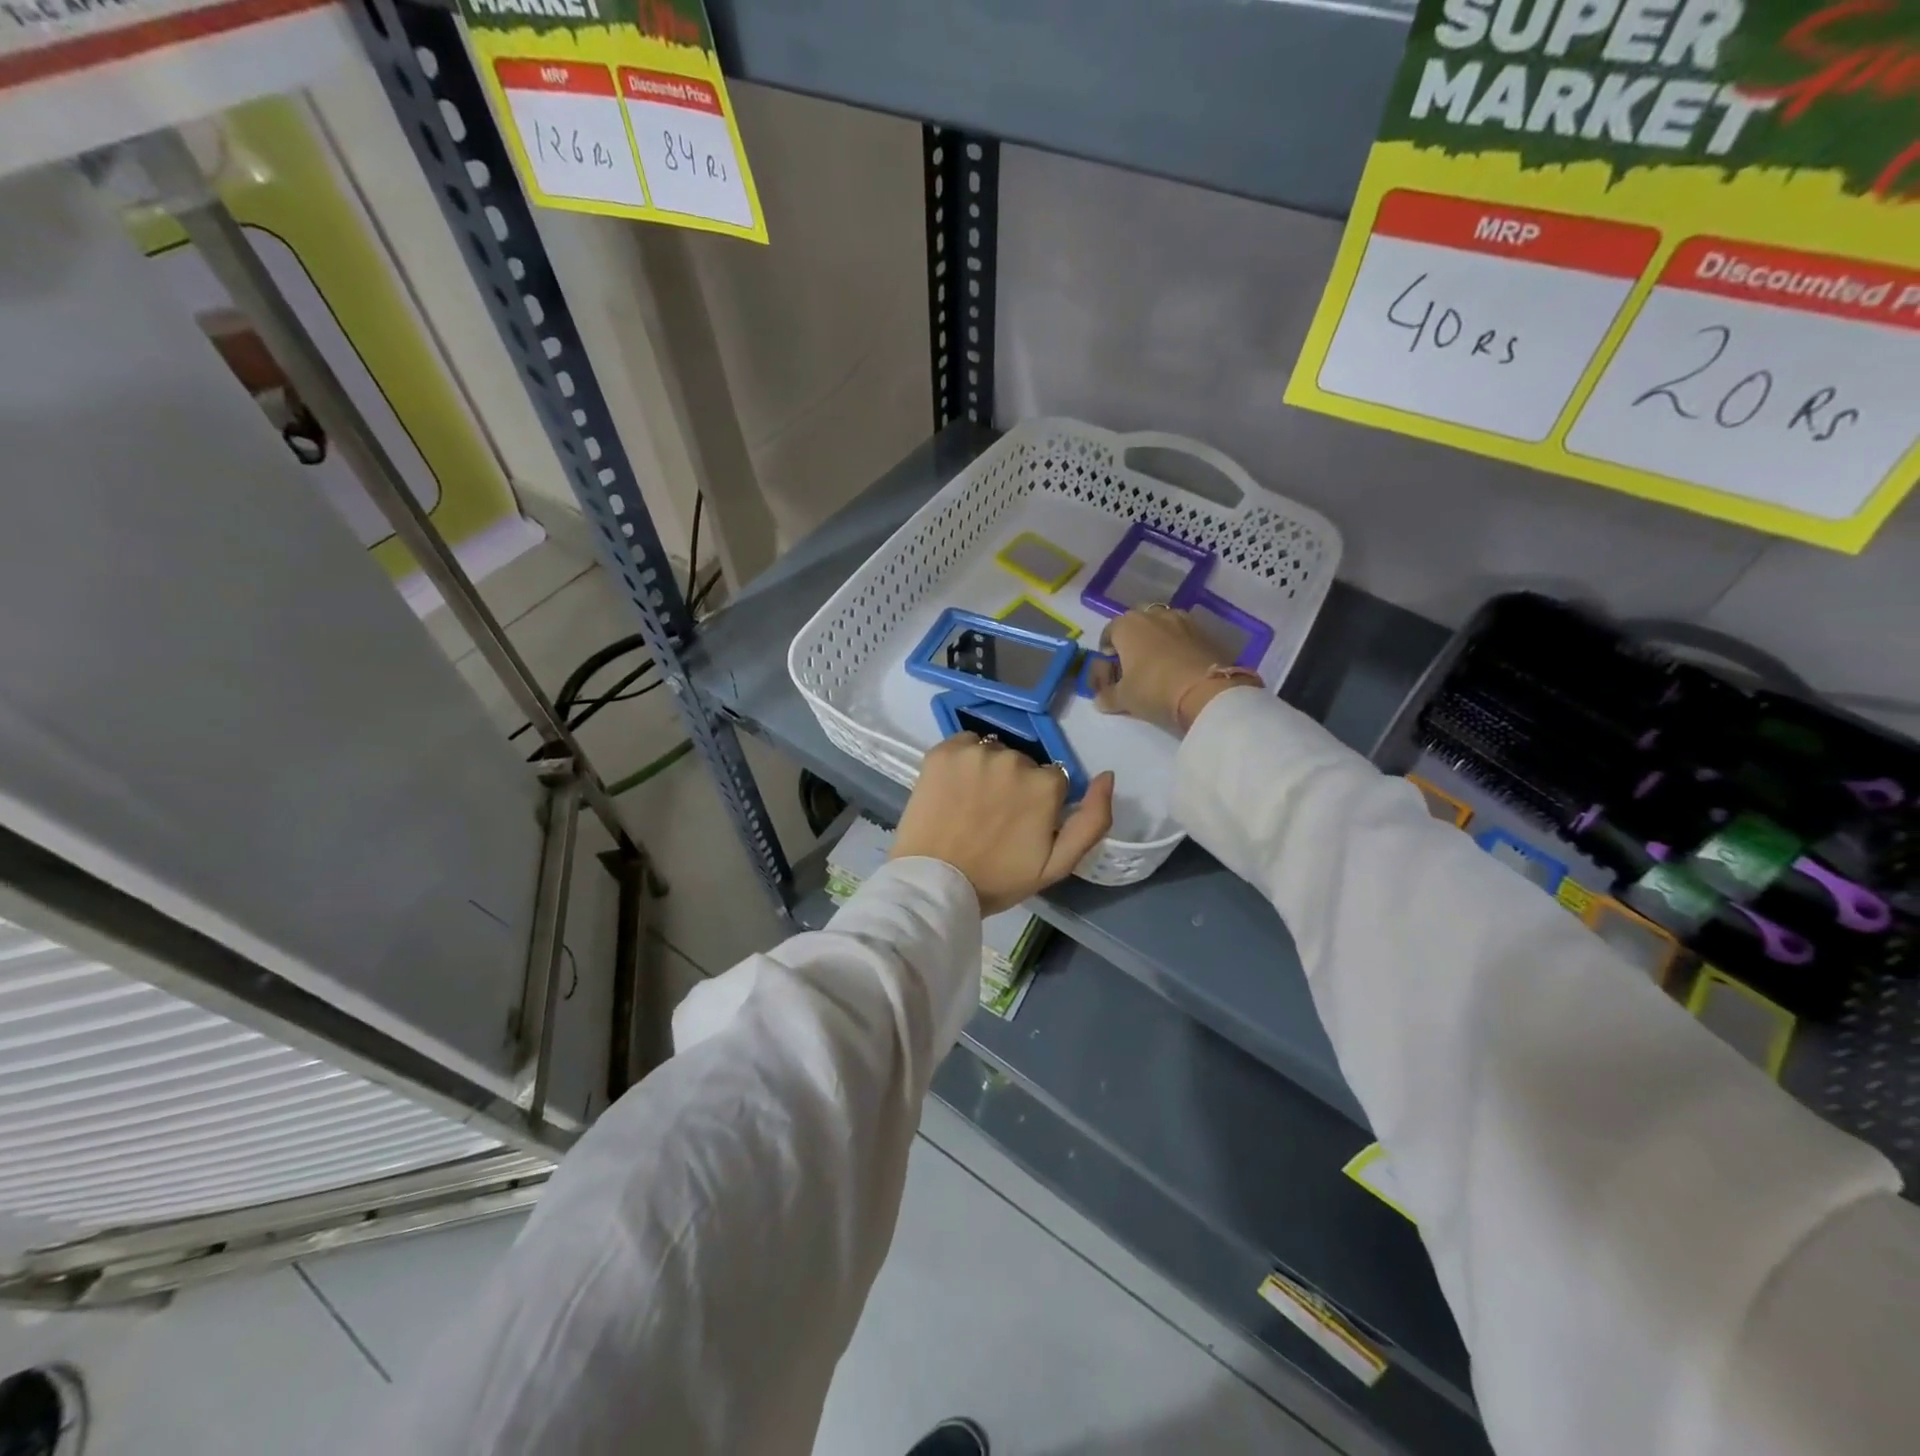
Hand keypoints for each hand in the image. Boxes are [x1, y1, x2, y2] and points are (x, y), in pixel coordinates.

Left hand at [892, 735, 1114, 913]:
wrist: (934, 883)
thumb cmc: (998, 879)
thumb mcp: (1058, 864)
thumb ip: (1093, 820)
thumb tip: (1107, 775)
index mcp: (1046, 784)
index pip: (1052, 779)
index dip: (1038, 802)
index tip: (1020, 824)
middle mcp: (1014, 758)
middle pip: (1022, 762)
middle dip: (1013, 784)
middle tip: (992, 818)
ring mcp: (976, 752)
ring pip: (992, 751)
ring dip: (987, 770)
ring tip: (970, 803)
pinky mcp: (943, 751)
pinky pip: (963, 743)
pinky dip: (961, 760)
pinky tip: (953, 787)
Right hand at [1091, 608, 1244, 735]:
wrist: (1207, 692)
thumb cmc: (1153, 689)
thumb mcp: (1123, 699)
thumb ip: (1107, 696)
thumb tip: (1100, 699)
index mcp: (1127, 625)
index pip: (1108, 633)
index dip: (1105, 654)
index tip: (1110, 674)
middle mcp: (1153, 615)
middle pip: (1136, 625)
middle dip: (1132, 642)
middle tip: (1133, 668)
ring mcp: (1182, 620)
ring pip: (1161, 627)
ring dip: (1156, 641)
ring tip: (1158, 666)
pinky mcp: (1205, 632)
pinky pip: (1183, 636)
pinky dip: (1178, 647)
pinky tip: (1179, 668)